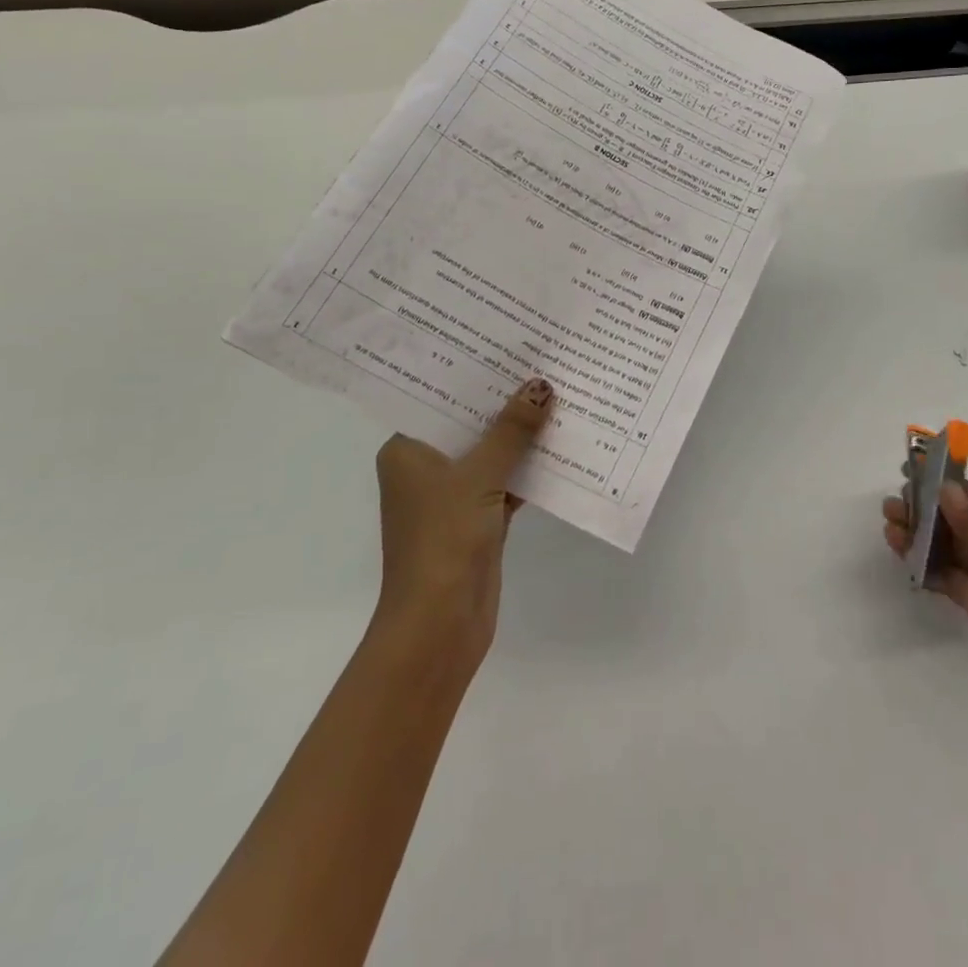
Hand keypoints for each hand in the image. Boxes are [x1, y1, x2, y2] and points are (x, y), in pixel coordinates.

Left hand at [373, 377, 554, 657]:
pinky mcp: (478, 518)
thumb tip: (541, 385)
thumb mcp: (479, 475)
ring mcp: (452, 494)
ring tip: (557, 392)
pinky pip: (505, 479)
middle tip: (540, 360)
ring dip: (520, 434)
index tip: (506, 343)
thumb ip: (511, 430)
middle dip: (504, 400)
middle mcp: (425, 467)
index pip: (439, 397)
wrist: (439, 625)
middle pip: (469, 422)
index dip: (473, 372)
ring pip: (491, 451)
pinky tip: (561, 443)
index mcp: (407, 449)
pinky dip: (528, 467)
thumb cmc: (443, 539)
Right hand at [882, 479, 967, 718]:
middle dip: (924, 508)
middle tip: (894, 502)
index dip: (944, 484)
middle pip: (955, 519)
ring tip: (890, 523)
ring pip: (945, 546)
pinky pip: (944, 576)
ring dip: (918, 533)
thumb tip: (943, 491)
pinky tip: (901, 550)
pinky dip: (922, 563)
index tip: (911, 471)